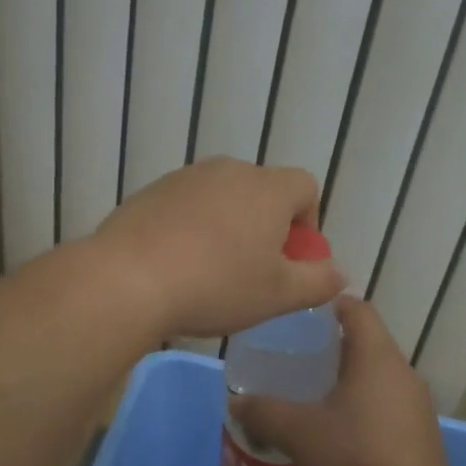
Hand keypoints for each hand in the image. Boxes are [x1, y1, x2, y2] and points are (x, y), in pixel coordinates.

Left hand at [90, 158, 346, 339]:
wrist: (127, 279)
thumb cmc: (216, 285)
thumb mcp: (279, 295)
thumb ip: (318, 281)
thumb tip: (339, 273)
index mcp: (267, 188)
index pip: (306, 187)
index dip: (307, 223)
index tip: (291, 260)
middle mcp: (228, 170)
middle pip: (262, 191)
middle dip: (266, 227)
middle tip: (253, 271)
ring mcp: (185, 178)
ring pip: (222, 199)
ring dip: (227, 227)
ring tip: (211, 272)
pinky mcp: (150, 192)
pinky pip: (186, 206)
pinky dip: (191, 228)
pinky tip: (176, 265)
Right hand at [231, 297, 460, 465]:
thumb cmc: (354, 461)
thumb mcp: (298, 433)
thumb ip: (264, 411)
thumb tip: (236, 402)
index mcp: (377, 358)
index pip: (357, 309)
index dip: (329, 304)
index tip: (299, 315)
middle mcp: (403, 374)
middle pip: (366, 344)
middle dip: (330, 348)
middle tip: (293, 360)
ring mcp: (417, 406)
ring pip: (376, 378)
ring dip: (346, 381)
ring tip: (309, 397)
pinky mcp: (420, 436)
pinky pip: (386, 406)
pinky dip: (361, 408)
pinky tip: (336, 434)